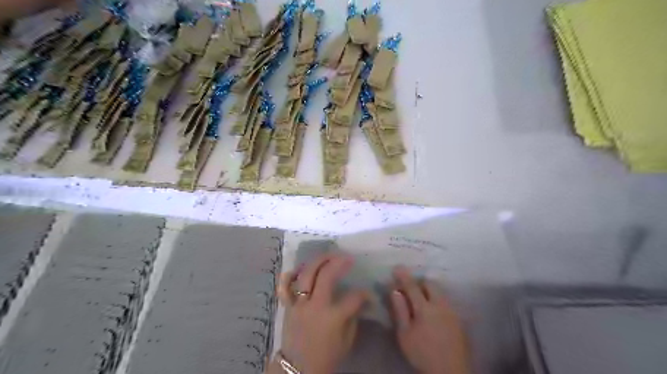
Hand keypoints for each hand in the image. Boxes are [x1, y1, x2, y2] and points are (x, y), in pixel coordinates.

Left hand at [272, 253, 369, 373]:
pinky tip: (300, 268)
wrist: (298, 369)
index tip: (367, 294)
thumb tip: (359, 300)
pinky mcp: (287, 306)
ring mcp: (299, 304)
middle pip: (326, 275)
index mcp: (333, 317)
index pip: (353, 297)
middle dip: (339, 262)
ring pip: (306, 275)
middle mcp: (315, 306)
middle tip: (347, 257)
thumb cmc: (326, 357)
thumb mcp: (347, 341)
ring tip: (329, 255)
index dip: (364, 293)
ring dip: (319, 261)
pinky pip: (284, 287)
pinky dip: (290, 275)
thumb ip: (353, 317)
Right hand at [392, 266, 468, 373]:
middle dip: (419, 282)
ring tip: (421, 299)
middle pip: (430, 284)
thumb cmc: (422, 353)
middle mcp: (440, 304)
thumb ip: (400, 310)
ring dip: (429, 290)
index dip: (403, 276)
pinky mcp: (459, 319)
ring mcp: (452, 311)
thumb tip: (395, 291)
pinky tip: (433, 312)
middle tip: (410, 288)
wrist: (450, 372)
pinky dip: (437, 299)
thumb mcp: (404, 334)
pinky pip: (446, 301)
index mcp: (425, 308)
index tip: (397, 267)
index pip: (412, 286)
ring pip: (440, 292)